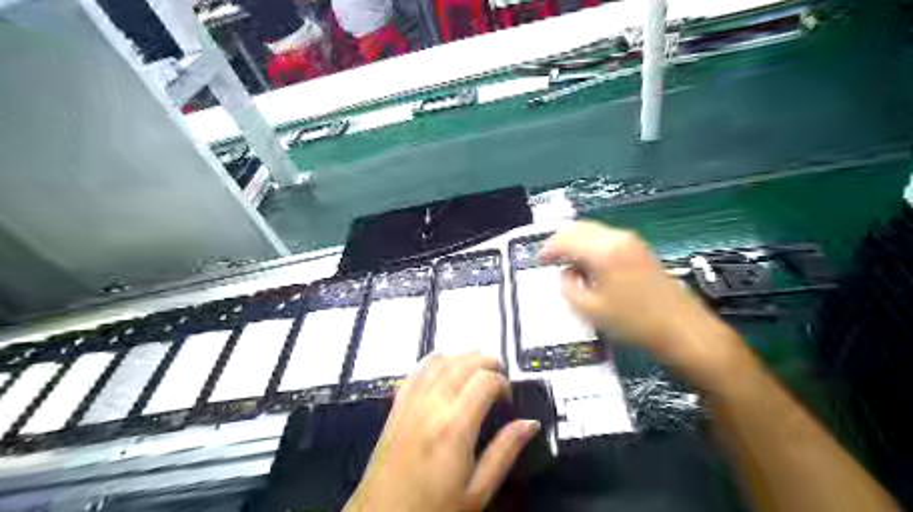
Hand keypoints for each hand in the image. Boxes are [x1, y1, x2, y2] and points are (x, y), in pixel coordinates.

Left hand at [346, 352, 535, 511]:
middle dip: (486, 361)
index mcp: (454, 428)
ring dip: (461, 357)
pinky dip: (433, 362)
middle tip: (499, 373)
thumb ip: (505, 451)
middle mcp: (430, 408)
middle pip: (463, 363)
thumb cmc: (429, 510)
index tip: (507, 397)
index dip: (503, 382)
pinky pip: (415, 371)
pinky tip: (442, 366)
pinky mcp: (397, 408)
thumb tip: (529, 425)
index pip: (485, 381)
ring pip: (439, 361)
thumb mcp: (477, 491)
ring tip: (476, 364)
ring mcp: (410, 405)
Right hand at [541, 219, 755, 391]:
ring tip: (566, 261)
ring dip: (576, 242)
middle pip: (580, 228)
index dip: (548, 248)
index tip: (538, 261)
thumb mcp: (591, 309)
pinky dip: (591, 245)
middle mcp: (617, 237)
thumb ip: (569, 287)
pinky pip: (606, 238)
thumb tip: (565, 273)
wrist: (682, 329)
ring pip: (594, 231)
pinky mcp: (640, 249)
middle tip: (549, 258)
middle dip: (561, 240)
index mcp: (603, 250)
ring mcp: (632, 241)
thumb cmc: (633, 322)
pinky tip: (588, 264)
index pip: (566, 238)